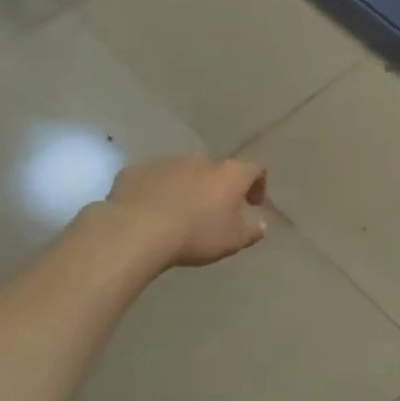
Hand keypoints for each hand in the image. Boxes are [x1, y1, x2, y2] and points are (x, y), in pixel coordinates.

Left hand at [104, 154, 269, 267]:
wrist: (138, 230)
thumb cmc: (196, 234)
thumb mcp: (233, 240)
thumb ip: (252, 230)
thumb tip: (261, 224)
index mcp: (229, 173)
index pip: (255, 169)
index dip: (258, 184)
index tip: (253, 204)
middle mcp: (201, 160)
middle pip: (217, 169)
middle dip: (219, 187)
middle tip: (215, 211)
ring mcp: (167, 161)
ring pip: (184, 171)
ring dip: (188, 187)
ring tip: (181, 213)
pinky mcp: (138, 170)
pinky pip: (155, 178)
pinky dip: (159, 190)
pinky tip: (152, 211)